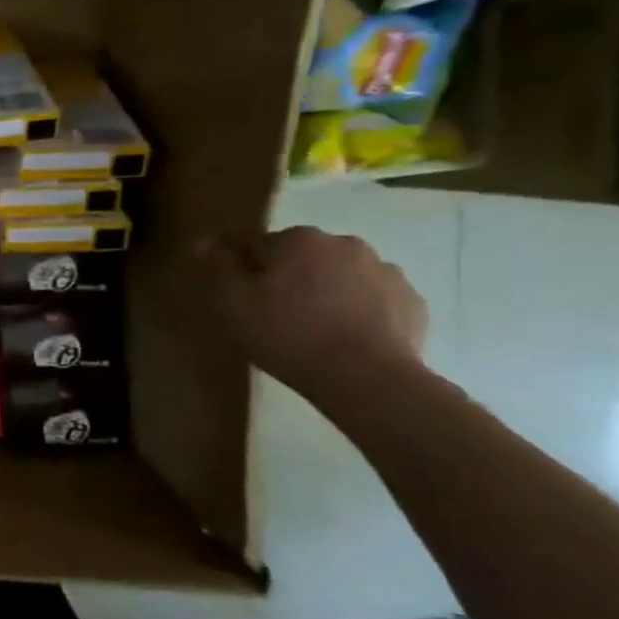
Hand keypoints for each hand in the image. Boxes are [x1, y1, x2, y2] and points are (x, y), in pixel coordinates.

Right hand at [201, 226, 426, 398]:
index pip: (253, 242)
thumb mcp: (232, 302)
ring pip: (338, 274)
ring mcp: (385, 271)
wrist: (367, 379)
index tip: (232, 292)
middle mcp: (344, 243)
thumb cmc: (287, 334)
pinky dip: (356, 308)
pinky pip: (371, 297)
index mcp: (297, 239)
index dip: (238, 266)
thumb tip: (207, 241)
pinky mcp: (411, 300)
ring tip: (312, 326)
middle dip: (284, 275)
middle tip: (271, 312)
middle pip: (299, 255)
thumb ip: (219, 266)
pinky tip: (344, 336)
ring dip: (322, 289)